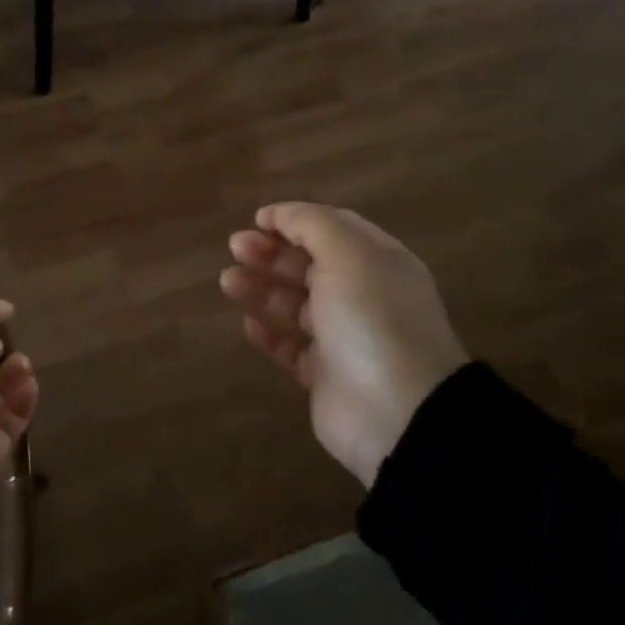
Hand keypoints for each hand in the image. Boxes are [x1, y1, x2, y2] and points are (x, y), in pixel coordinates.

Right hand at [221, 203, 466, 487]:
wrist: (396, 410)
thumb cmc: (371, 318)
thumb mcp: (346, 254)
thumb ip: (311, 225)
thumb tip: (278, 214)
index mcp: (377, 262)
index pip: (333, 229)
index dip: (295, 220)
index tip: (256, 220)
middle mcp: (363, 295)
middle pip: (310, 264)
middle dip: (271, 252)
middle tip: (235, 247)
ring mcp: (344, 337)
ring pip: (296, 304)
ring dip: (262, 288)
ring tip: (228, 281)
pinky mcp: (326, 375)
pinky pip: (292, 348)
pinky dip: (270, 334)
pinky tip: (247, 324)